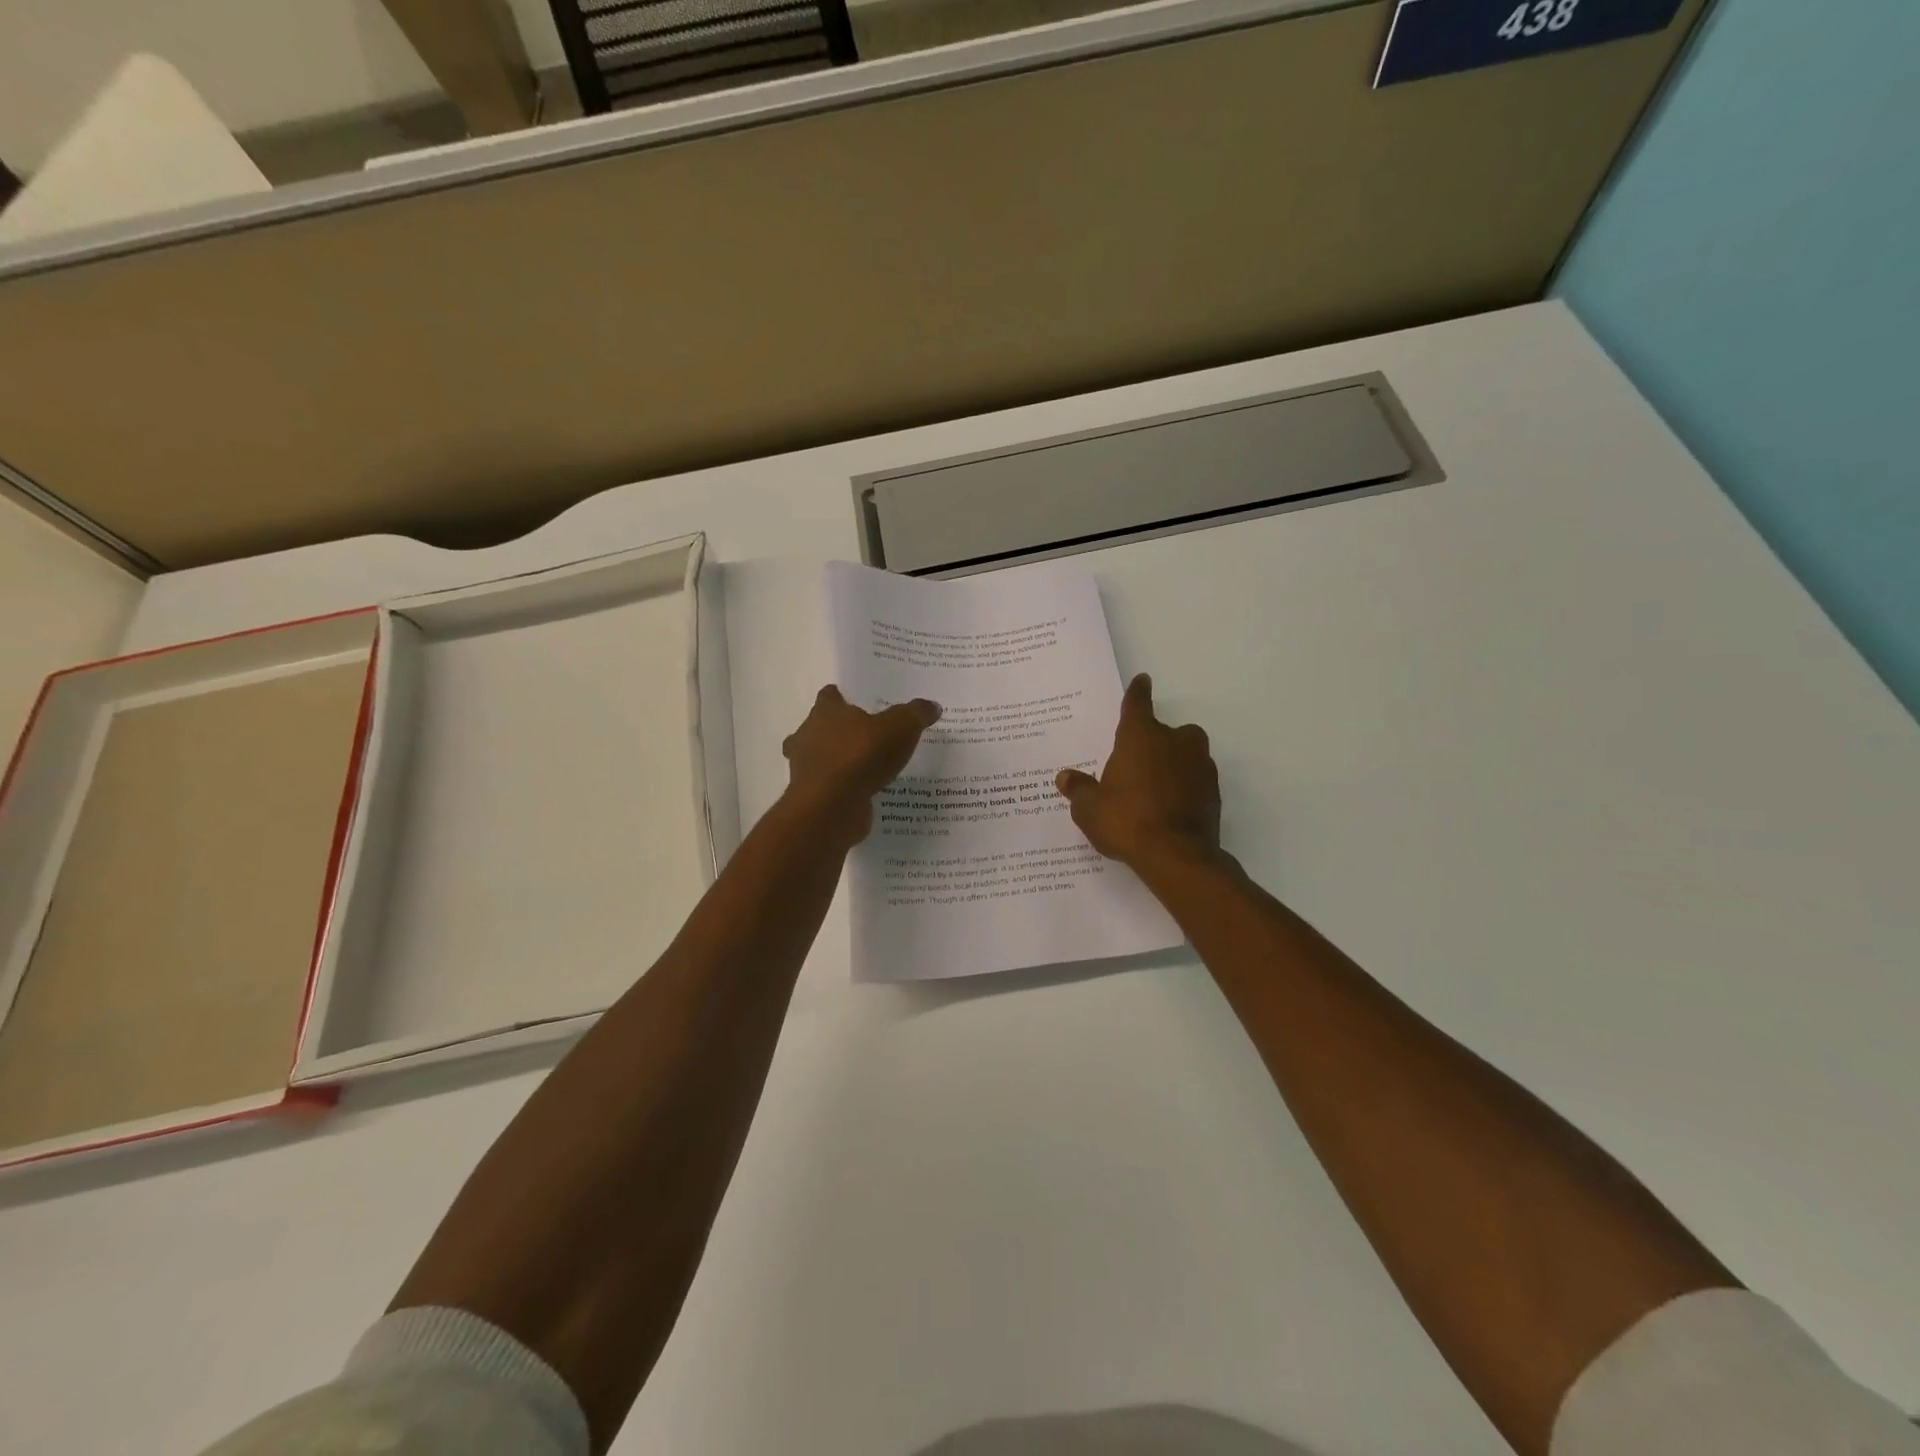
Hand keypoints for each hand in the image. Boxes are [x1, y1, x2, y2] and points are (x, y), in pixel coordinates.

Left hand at [782, 685, 940, 846]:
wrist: (831, 807)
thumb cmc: (860, 755)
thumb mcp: (900, 728)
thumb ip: (915, 715)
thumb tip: (932, 706)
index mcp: (826, 712)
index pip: (830, 696)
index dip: (842, 697)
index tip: (858, 702)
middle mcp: (809, 735)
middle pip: (822, 727)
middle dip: (841, 731)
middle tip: (869, 735)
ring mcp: (807, 768)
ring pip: (823, 758)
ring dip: (840, 761)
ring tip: (869, 767)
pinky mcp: (814, 797)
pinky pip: (831, 787)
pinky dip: (844, 788)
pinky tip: (866, 792)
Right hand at [1056, 674, 1221, 871]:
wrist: (1177, 856)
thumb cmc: (1126, 820)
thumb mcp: (1090, 808)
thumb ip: (1079, 790)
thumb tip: (1065, 777)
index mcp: (1140, 737)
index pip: (1137, 705)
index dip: (1137, 693)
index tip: (1142, 680)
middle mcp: (1174, 742)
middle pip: (1167, 731)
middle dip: (1155, 741)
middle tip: (1137, 762)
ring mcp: (1199, 766)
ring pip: (1187, 754)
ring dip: (1173, 764)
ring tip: (1154, 788)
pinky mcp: (1213, 792)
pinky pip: (1195, 781)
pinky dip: (1185, 787)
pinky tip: (1169, 807)